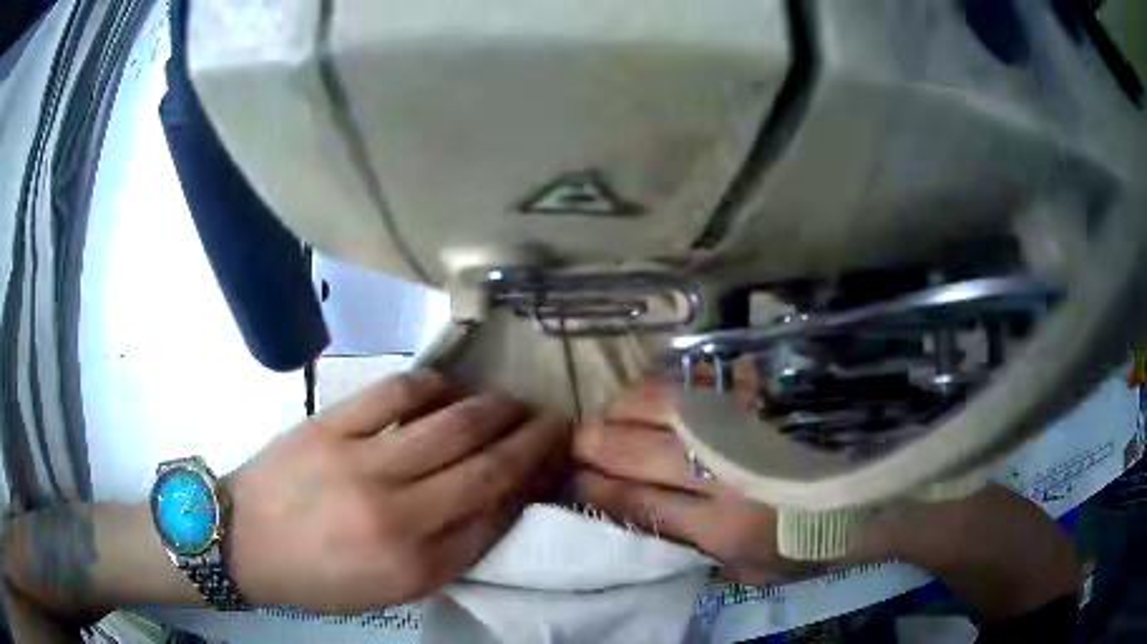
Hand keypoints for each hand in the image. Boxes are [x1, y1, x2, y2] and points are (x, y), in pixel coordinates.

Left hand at [224, 370, 569, 610]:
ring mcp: (361, 463)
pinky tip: (451, 388)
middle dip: (533, 438)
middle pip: (486, 464)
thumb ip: (451, 551)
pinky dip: (436, 385)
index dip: (531, 482)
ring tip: (513, 402)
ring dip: (496, 408)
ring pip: (453, 423)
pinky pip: (397, 393)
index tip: (553, 461)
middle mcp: (397, 515)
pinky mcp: (331, 426)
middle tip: (555, 421)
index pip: (495, 515)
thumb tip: (499, 501)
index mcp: (415, 566)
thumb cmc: (320, 577)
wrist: (242, 542)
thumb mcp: (393, 589)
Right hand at [572, 381, 821, 584]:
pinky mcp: (765, 400)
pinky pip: (706, 381)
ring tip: (611, 414)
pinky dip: (672, 383)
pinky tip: (657, 391)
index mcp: (721, 528)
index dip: (594, 488)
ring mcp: (746, 430)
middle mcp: (726, 476)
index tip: (572, 480)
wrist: (869, 498)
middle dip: (592, 445)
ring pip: (663, 407)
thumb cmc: (809, 544)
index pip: (636, 503)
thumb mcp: (751, 571)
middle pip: (636, 451)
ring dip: (623, 408)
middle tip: (576, 442)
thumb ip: (698, 551)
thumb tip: (649, 522)